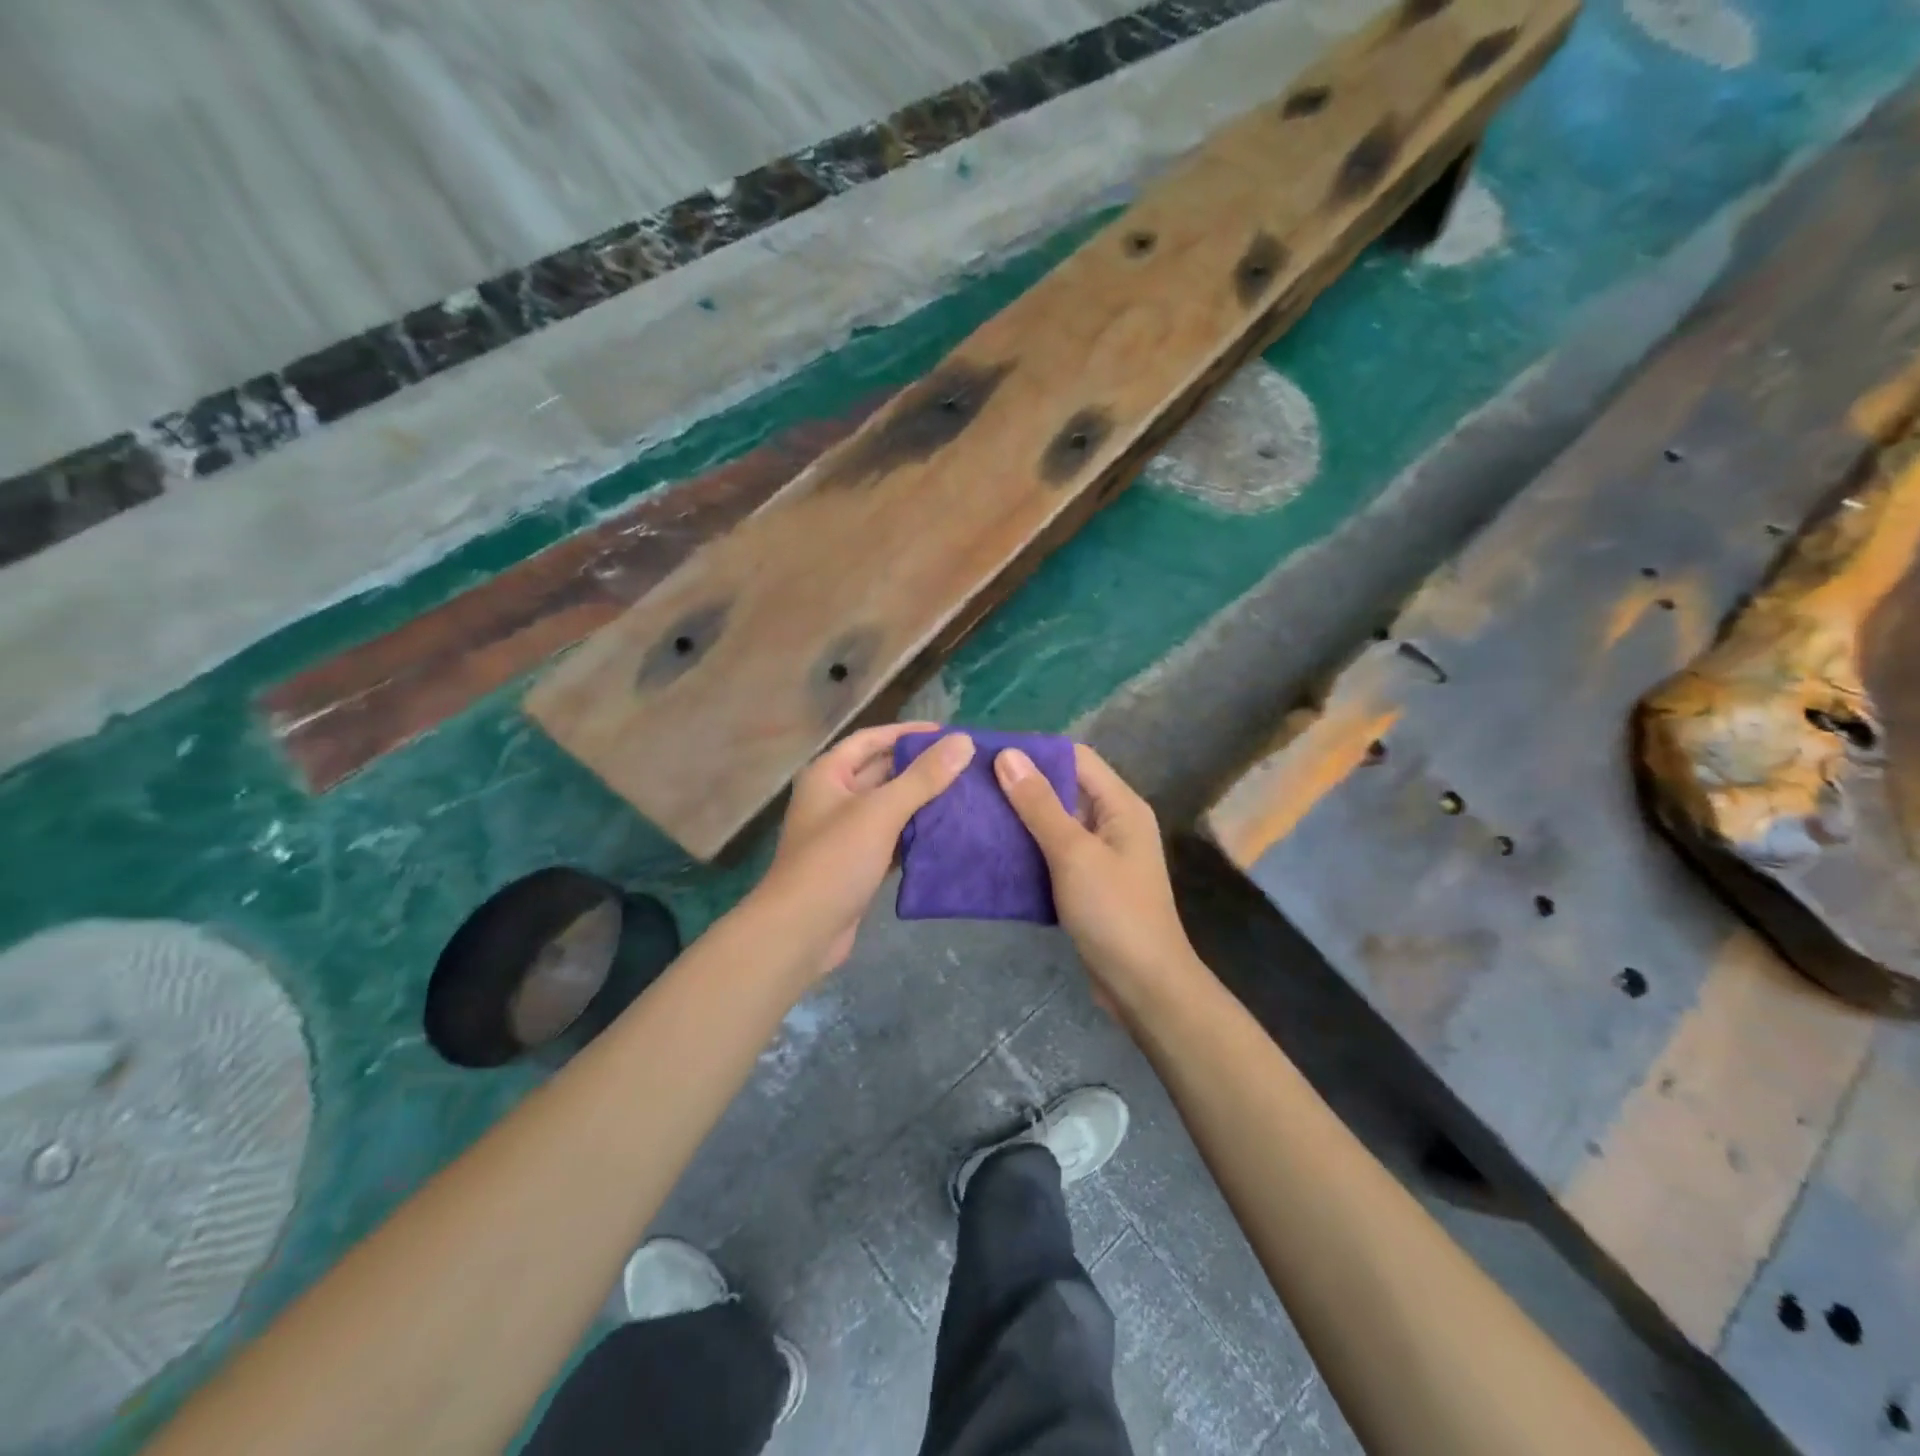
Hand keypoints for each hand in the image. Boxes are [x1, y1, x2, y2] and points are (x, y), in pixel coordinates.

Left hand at [754, 722, 975, 980]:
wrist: (800, 932)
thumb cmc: (835, 861)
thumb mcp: (881, 812)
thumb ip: (923, 777)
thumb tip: (963, 742)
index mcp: (829, 774)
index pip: (872, 739)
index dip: (908, 733)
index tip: (949, 734)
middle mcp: (834, 797)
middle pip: (883, 772)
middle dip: (921, 768)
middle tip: (966, 766)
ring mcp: (845, 833)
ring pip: (890, 807)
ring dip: (922, 801)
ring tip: (966, 795)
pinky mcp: (858, 864)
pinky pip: (892, 838)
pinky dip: (916, 833)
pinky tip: (948, 833)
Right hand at [996, 743, 1206, 1009]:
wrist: (1143, 986)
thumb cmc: (1113, 912)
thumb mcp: (1073, 853)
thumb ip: (1039, 804)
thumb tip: (1008, 754)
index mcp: (1120, 806)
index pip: (1075, 758)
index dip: (1034, 751)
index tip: (987, 752)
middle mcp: (1113, 822)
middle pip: (1063, 789)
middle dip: (1020, 785)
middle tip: (970, 784)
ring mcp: (1101, 855)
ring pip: (1055, 823)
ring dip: (1020, 818)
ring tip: (973, 812)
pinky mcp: (1087, 883)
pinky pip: (1053, 853)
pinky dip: (1027, 849)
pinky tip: (992, 851)